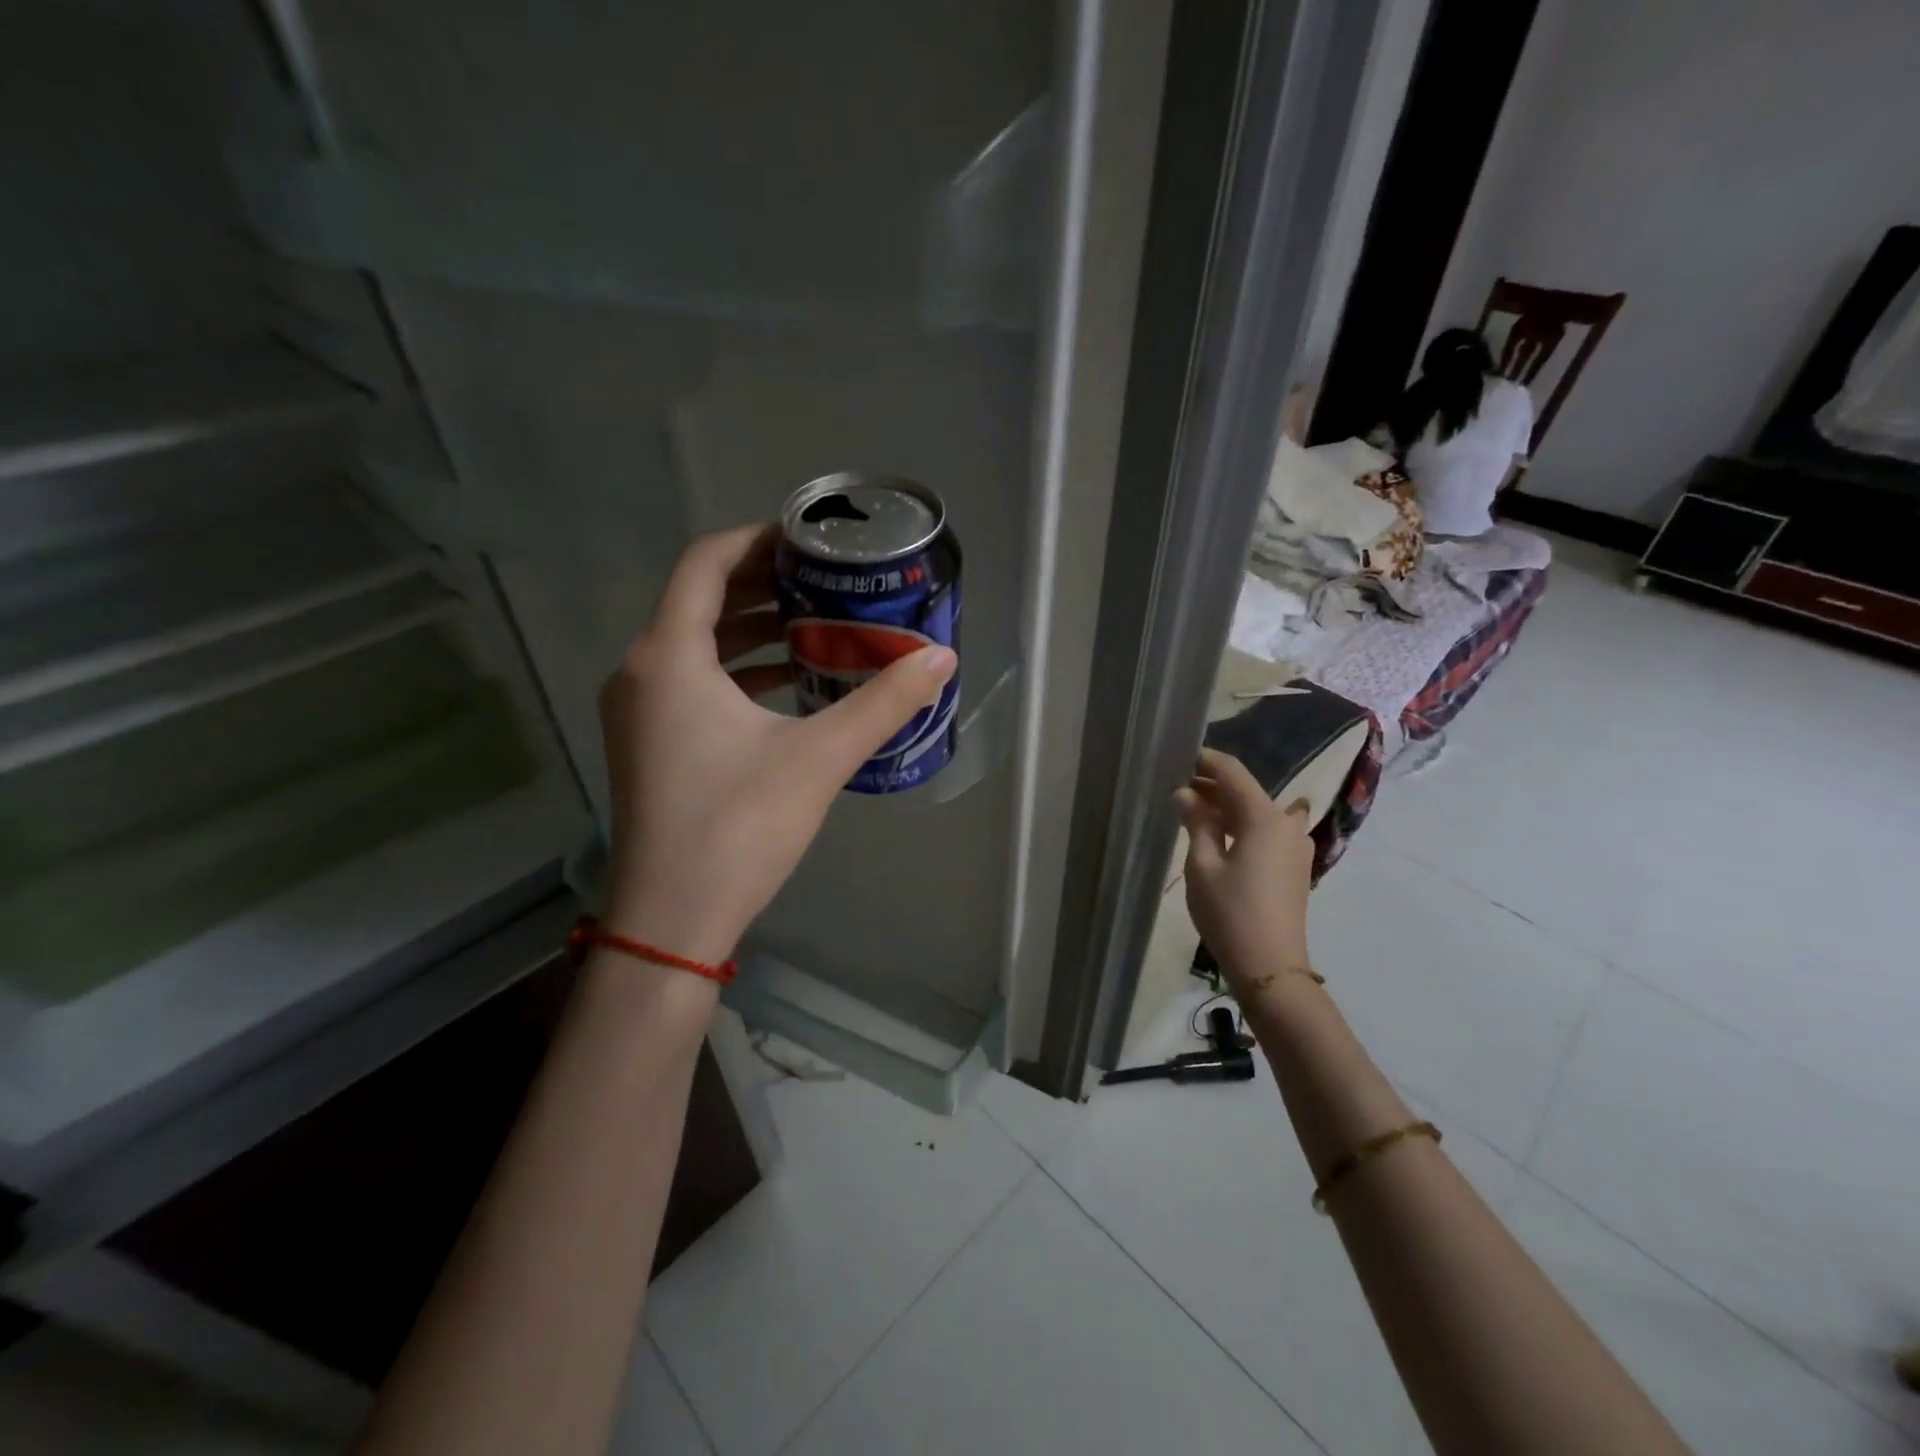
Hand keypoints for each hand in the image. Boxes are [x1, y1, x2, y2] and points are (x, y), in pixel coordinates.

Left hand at [599, 523, 956, 963]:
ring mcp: (639, 710)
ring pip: (696, 644)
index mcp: (669, 656)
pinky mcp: (649, 743)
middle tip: (824, 581)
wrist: (671, 921)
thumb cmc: (738, 827)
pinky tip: (790, 684)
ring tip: (817, 625)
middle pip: (700, 599)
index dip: (758, 539)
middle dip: (764, 585)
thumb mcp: (819, 757)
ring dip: (754, 629)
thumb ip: (882, 702)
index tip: (809, 539)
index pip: (706, 562)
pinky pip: (692, 682)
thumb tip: (942, 658)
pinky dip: (738, 670)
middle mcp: (641, 671)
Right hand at [1174, 748, 1315, 982]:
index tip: (1180, 756)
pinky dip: (1244, 827)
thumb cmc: (1230, 912)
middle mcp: (1287, 824)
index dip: (1206, 761)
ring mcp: (1296, 847)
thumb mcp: (1202, 865)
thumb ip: (1196, 822)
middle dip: (1214, 786)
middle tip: (1179, 788)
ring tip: (1196, 813)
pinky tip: (1220, 838)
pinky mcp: (1295, 867)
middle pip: (1248, 791)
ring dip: (1229, 808)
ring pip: (1259, 812)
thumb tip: (1186, 794)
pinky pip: (1268, 832)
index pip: (1233, 773)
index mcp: (1265, 818)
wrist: (1270, 967)